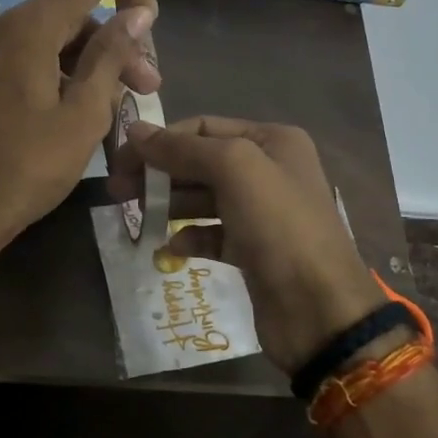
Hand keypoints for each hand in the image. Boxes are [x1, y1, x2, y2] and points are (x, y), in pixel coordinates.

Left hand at [0, 0, 159, 255]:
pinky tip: (77, 110)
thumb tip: (137, 13)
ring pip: (50, 37)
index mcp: (27, 27)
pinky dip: (57, 72)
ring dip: (88, 64)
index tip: (151, 27)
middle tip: (147, 88)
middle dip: (115, 44)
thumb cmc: (26, 170)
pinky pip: (25, 56)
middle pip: (72, 13)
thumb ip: (111, 56)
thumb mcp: (83, 115)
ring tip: (118, 107)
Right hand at [108, 117, 386, 374]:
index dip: (161, 140)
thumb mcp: (234, 169)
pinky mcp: (252, 250)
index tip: (121, 160)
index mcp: (272, 141)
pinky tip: (169, 247)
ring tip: (135, 216)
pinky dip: (188, 237)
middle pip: (200, 162)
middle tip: (118, 191)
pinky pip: (211, 234)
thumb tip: (135, 132)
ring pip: (202, 198)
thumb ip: (183, 148)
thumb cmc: (279, 226)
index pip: (203, 127)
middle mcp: (269, 170)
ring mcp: (261, 213)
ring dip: (168, 203)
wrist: (319, 309)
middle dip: (159, 172)